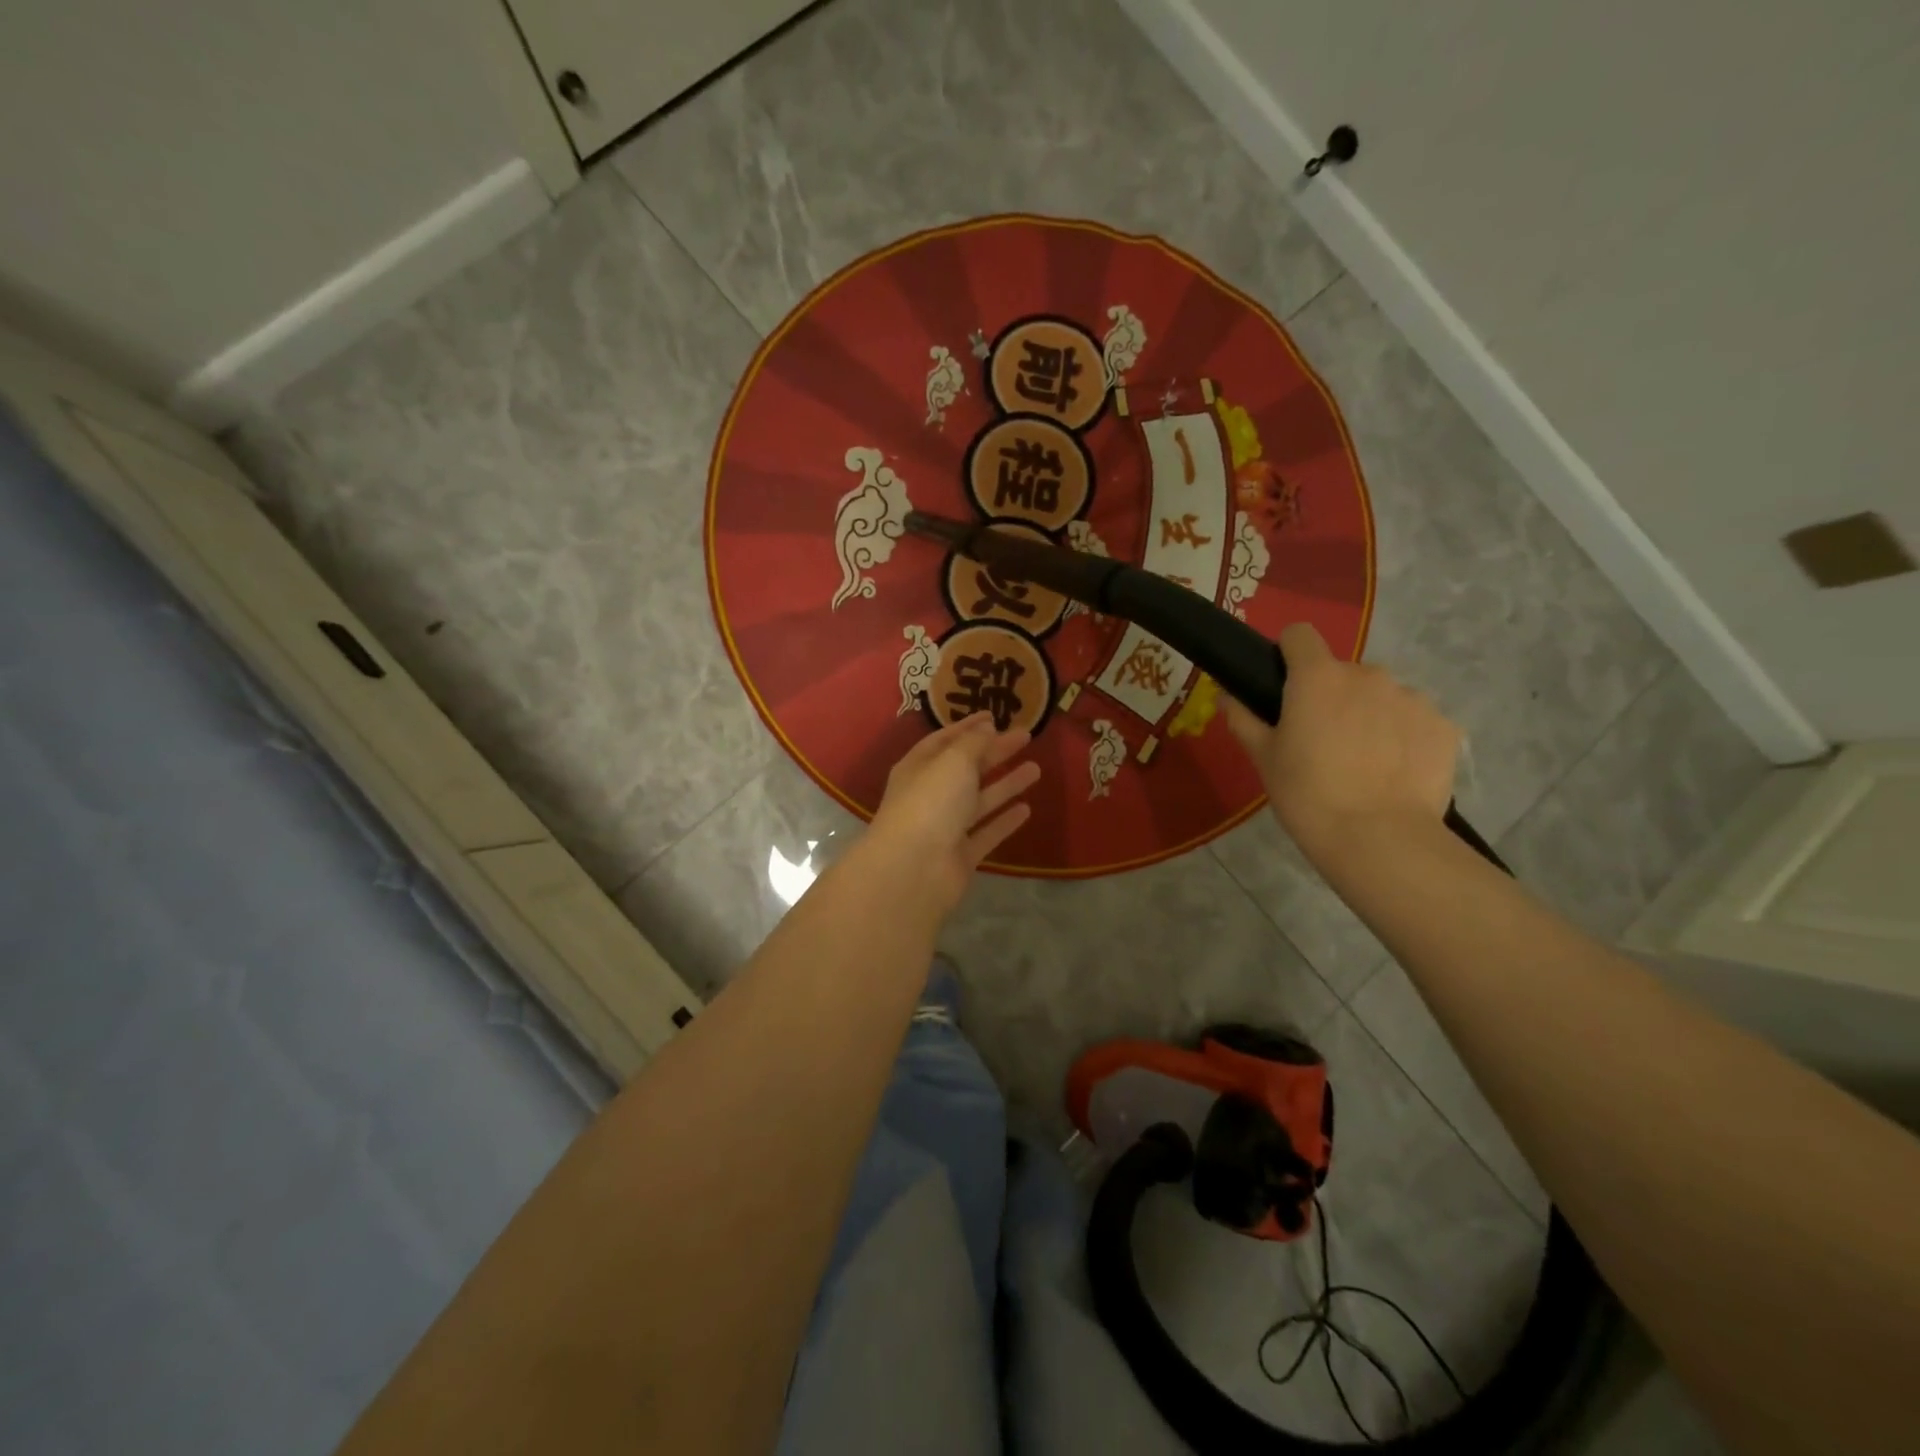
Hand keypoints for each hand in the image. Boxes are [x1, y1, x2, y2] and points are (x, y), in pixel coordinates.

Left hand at [864, 714, 1041, 916]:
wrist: (914, 870)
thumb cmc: (930, 803)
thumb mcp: (953, 761)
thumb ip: (973, 743)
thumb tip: (986, 728)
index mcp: (919, 767)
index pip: (945, 740)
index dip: (968, 727)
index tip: (994, 716)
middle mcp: (931, 795)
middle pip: (966, 768)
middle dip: (995, 752)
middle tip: (1026, 736)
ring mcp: (946, 827)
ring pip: (980, 800)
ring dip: (1006, 784)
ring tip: (1036, 769)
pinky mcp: (961, 855)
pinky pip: (987, 833)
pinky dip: (1005, 821)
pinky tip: (1027, 809)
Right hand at [1225, 623, 1459, 863]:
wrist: (1379, 839)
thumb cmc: (1308, 794)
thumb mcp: (1264, 759)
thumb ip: (1244, 719)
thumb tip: (1228, 696)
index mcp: (1317, 677)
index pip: (1300, 635)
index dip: (1288, 654)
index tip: (1284, 684)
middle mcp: (1368, 674)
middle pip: (1343, 672)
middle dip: (1332, 695)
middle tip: (1322, 740)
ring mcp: (1412, 698)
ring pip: (1382, 696)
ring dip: (1370, 715)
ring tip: (1364, 761)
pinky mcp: (1444, 726)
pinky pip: (1416, 720)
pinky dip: (1403, 737)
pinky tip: (1394, 773)